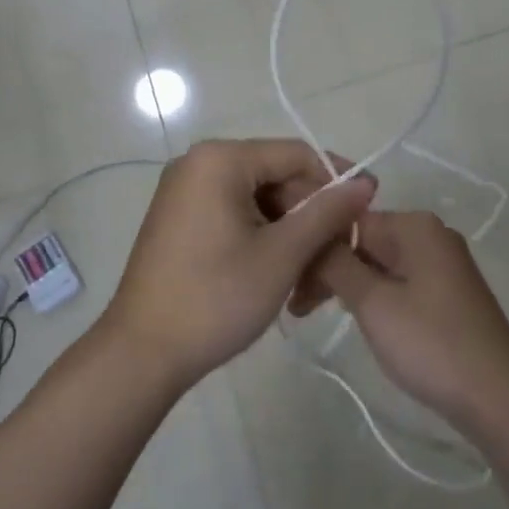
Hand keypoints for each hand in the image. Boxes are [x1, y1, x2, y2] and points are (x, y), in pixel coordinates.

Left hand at [102, 140, 375, 390]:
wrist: (141, 354)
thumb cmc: (216, 298)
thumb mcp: (282, 255)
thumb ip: (327, 212)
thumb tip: (365, 181)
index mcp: (220, 160)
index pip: (297, 154)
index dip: (337, 181)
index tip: (367, 214)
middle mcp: (199, 164)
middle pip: (277, 177)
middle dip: (311, 216)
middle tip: (336, 259)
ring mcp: (185, 192)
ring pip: (259, 201)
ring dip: (290, 234)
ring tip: (309, 279)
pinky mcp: (180, 219)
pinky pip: (235, 215)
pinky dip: (263, 239)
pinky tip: (279, 274)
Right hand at [313, 211, 508, 429]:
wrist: (497, 396)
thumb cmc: (430, 343)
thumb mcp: (373, 302)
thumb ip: (336, 264)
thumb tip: (312, 236)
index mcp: (415, 226)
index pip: (348, 222)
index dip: (315, 249)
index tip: (288, 281)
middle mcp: (431, 235)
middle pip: (364, 241)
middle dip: (328, 269)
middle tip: (296, 306)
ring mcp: (443, 264)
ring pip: (379, 263)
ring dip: (346, 284)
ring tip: (311, 313)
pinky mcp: (447, 292)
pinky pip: (399, 281)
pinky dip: (373, 295)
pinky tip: (354, 316)